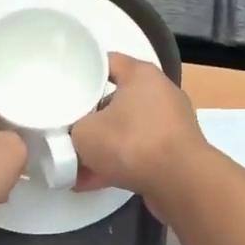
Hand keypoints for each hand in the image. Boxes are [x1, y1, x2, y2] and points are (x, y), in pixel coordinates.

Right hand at [70, 54, 207, 217]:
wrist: (182, 183)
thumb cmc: (132, 143)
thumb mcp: (85, 133)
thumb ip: (73, 128)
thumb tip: (75, 134)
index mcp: (141, 74)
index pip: (106, 61)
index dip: (82, 71)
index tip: (62, 86)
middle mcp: (160, 92)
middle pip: (115, 98)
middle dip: (90, 116)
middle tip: (66, 128)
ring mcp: (171, 123)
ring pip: (126, 129)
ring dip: (103, 146)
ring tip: (73, 165)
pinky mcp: (175, 151)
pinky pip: (138, 152)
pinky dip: (117, 163)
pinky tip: (90, 182)